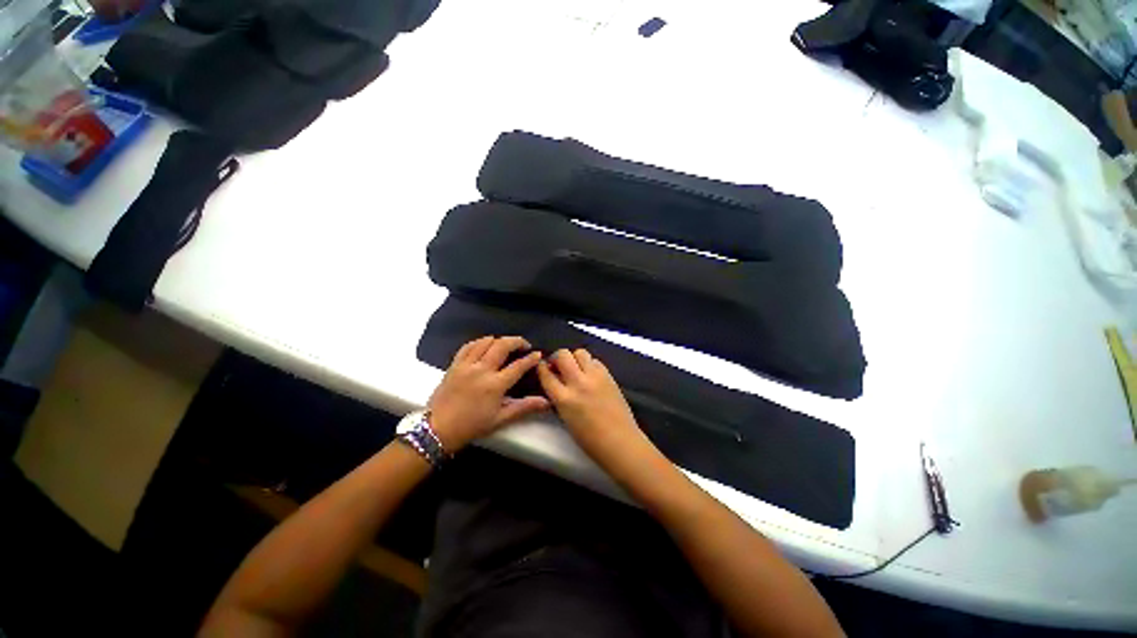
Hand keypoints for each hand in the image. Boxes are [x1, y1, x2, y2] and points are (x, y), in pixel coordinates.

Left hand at [427, 336, 549, 450]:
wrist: (438, 429)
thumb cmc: (472, 425)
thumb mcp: (501, 419)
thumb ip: (524, 407)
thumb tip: (546, 402)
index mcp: (495, 385)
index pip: (518, 366)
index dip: (531, 359)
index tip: (538, 354)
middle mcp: (482, 370)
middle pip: (502, 346)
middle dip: (517, 341)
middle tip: (524, 345)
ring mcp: (466, 365)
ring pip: (485, 342)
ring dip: (499, 340)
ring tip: (506, 344)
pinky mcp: (454, 364)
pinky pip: (468, 346)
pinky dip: (479, 342)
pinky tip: (485, 344)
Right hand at [536, 349, 650, 461]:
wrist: (619, 441)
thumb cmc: (589, 439)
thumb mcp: (565, 418)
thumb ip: (558, 398)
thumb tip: (556, 383)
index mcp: (564, 398)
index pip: (547, 374)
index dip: (542, 368)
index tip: (543, 367)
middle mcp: (578, 383)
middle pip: (563, 355)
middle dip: (557, 358)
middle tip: (559, 366)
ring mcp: (595, 377)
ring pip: (580, 352)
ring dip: (574, 358)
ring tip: (576, 368)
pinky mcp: (608, 376)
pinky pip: (595, 361)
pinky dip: (590, 364)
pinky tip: (590, 374)